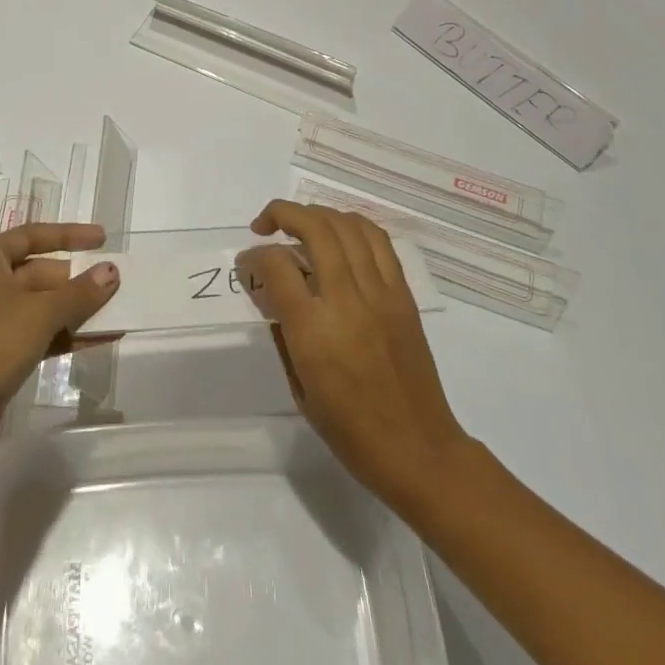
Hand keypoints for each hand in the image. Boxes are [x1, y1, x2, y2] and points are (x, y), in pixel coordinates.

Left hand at [0, 223, 119, 454]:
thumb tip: (111, 271)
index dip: (70, 234)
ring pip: (37, 306)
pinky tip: (96, 341)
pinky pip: (32, 333)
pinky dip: (61, 335)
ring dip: (74, 310)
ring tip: (115, 314)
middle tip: (115, 285)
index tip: (103, 239)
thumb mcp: (41, 314)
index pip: (32, 236)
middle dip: (76, 280)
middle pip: (37, 272)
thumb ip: (80, 291)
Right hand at [239, 200, 470, 508]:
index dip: (254, 255)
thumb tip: (270, 290)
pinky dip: (352, 225)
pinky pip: (378, 241)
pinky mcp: (403, 294)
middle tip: (265, 225)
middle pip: (314, 228)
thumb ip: (282, 330)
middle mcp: (347, 300)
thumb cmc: (350, 430)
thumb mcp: (299, 386)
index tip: (246, 263)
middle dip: (282, 214)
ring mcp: (380, 293)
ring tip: (299, 224)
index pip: (277, 265)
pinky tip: (338, 232)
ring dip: (316, 214)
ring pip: (347, 226)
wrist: (418, 450)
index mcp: (314, 330)